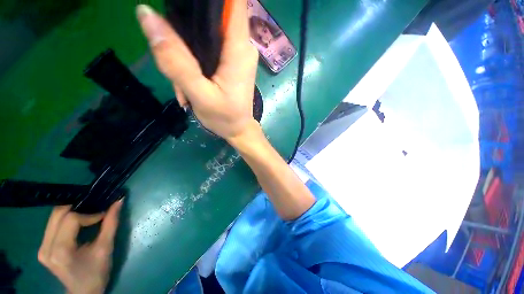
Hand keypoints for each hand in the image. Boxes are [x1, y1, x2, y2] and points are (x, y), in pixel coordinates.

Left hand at [38, 200, 122, 293]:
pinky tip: (78, 221)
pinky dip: (67, 217)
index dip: (89, 214)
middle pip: (58, 214)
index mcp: (60, 251)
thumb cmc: (97, 272)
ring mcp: (41, 247)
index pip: (71, 219)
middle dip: (79, 208)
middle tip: (96, 210)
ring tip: (89, 214)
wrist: (84, 291)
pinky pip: (53, 223)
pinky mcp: (42, 246)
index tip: (104, 215)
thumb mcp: (106, 248)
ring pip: (54, 216)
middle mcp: (46, 247)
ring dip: (72, 211)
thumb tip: (119, 200)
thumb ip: (111, 223)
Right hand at [136, 1, 259, 139]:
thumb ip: (175, 59)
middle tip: (175, 55)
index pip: (233, 2)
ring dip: (189, 47)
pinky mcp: (234, 61)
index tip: (185, 5)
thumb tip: (147, 15)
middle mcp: (243, 46)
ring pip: (210, 31)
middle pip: (214, 14)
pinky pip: (212, 45)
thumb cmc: (225, 118)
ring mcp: (239, 53)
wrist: (239, 130)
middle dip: (188, 26)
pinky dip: (197, 56)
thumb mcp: (199, 94)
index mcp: (239, 49)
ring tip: (182, 76)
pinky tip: (191, 77)